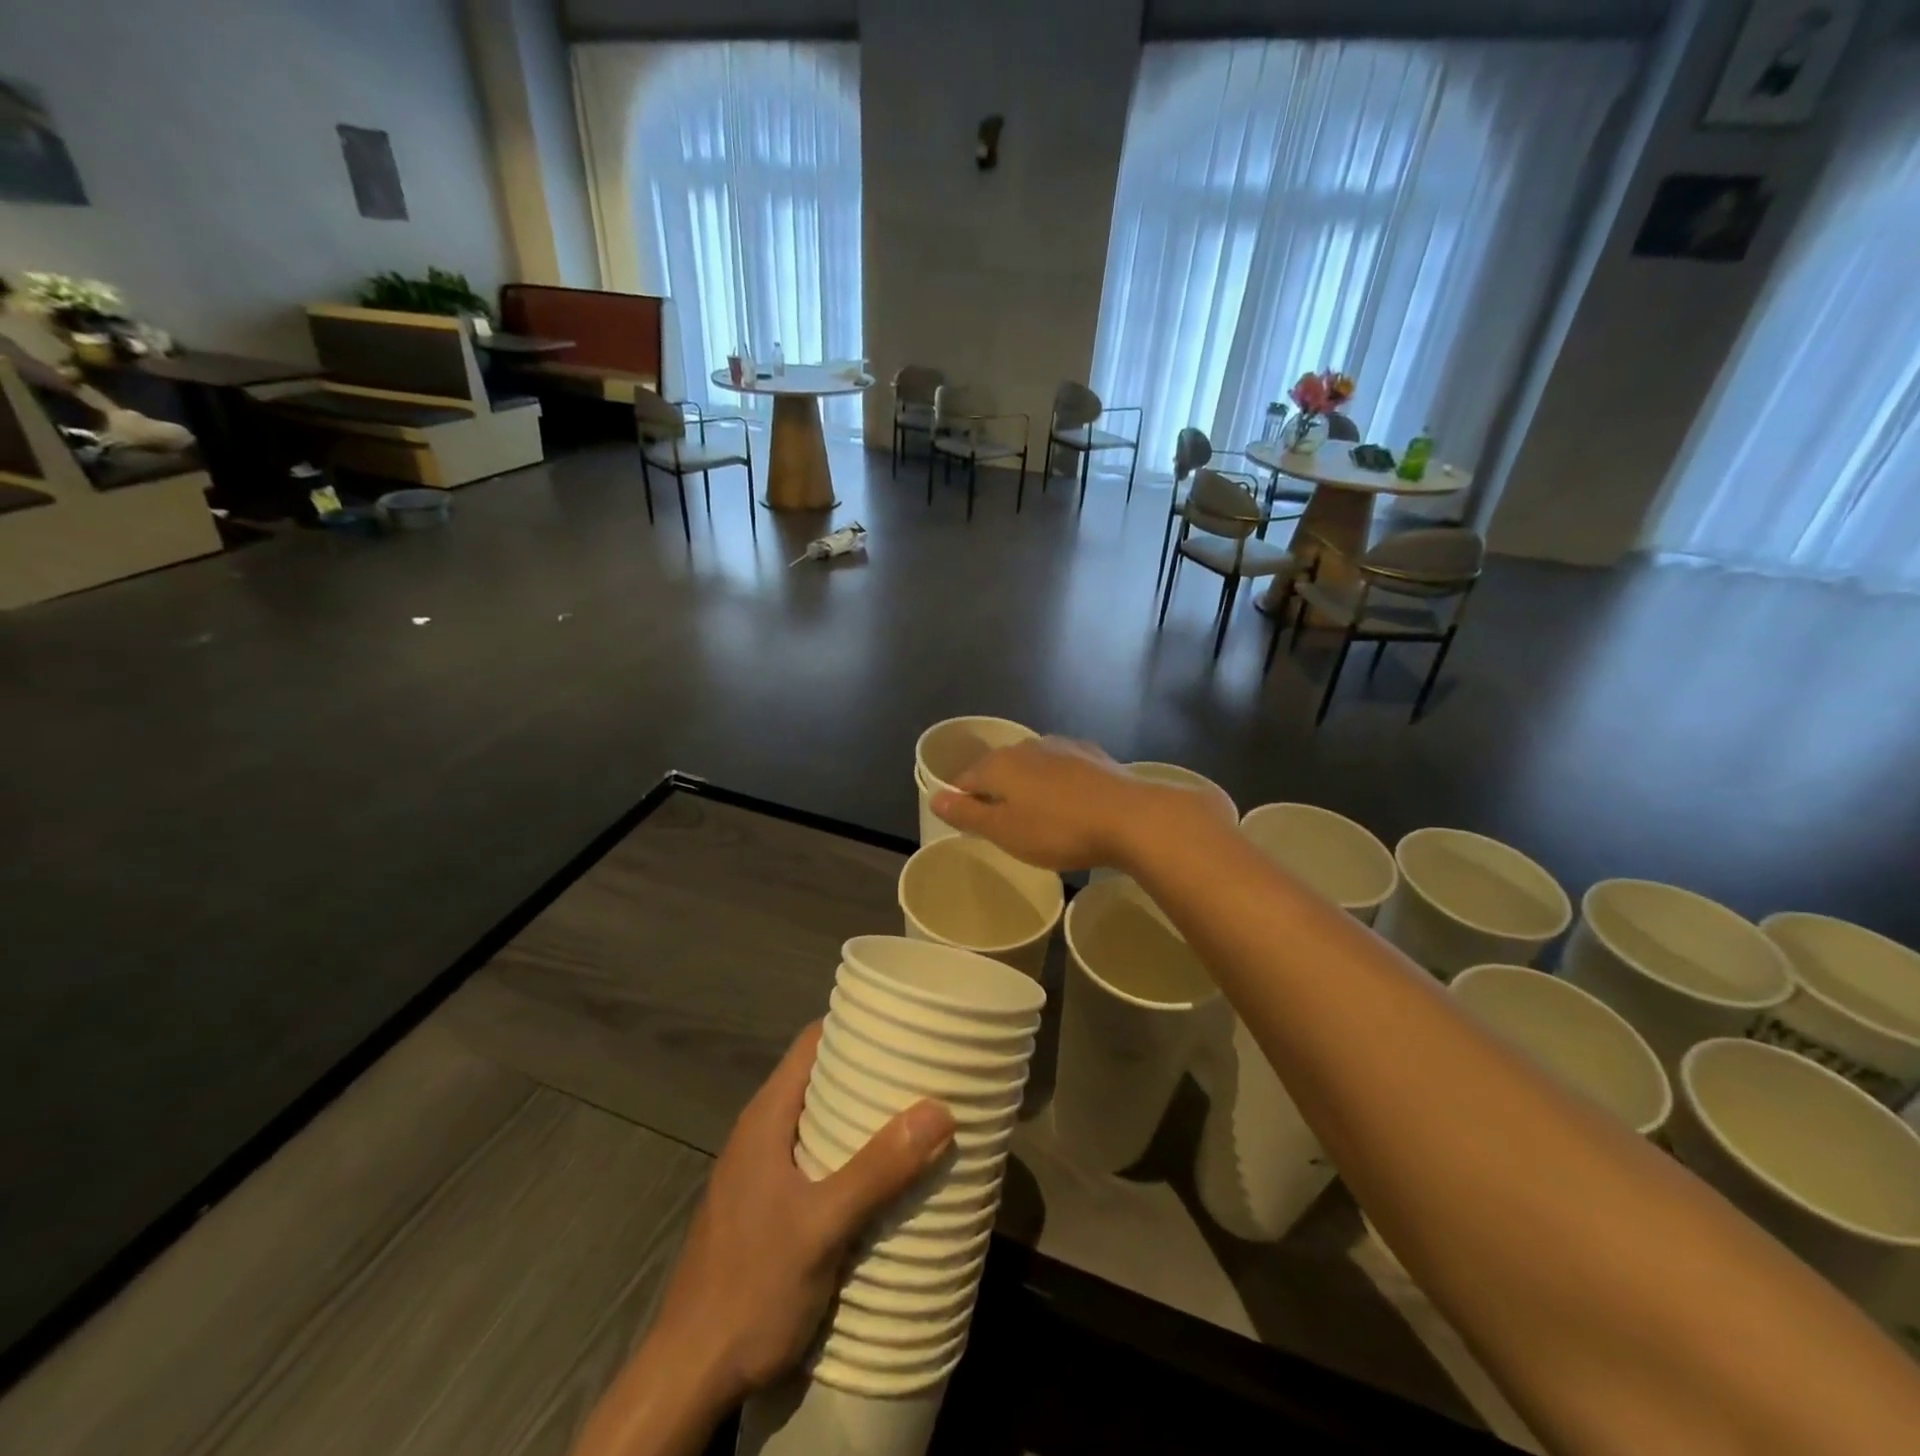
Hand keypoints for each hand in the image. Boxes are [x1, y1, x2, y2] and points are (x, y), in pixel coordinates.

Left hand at [648, 1023, 955, 1404]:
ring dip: (861, 1116)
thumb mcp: (822, 1227)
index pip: (813, 1042)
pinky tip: (881, 1174)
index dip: (856, 1025)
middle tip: (924, 1072)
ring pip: (818, 1121)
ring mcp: (760, 1171)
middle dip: (869, 1073)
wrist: (688, 1376)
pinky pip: (814, 1158)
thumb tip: (939, 1110)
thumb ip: (878, 1169)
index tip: (905, 1024)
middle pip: (820, 1079)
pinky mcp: (766, 1206)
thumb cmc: (751, 1288)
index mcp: (767, 1117)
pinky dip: (849, 1152)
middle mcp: (761, 1132)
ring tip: (915, 1116)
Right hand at [931, 736, 1219, 871]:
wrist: (1130, 817)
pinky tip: (1071, 803)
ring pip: (1031, 767)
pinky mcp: (1091, 754)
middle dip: (996, 793)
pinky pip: (1061, 768)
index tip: (971, 827)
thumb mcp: (1005, 831)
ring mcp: (1061, 746)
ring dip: (1028, 787)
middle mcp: (1026, 746)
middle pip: (998, 770)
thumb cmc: (1058, 830)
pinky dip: (1057, 783)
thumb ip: (967, 814)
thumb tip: (935, 797)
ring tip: (1039, 817)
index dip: (962, 803)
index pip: (965, 780)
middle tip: (1005, 827)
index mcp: (999, 764)